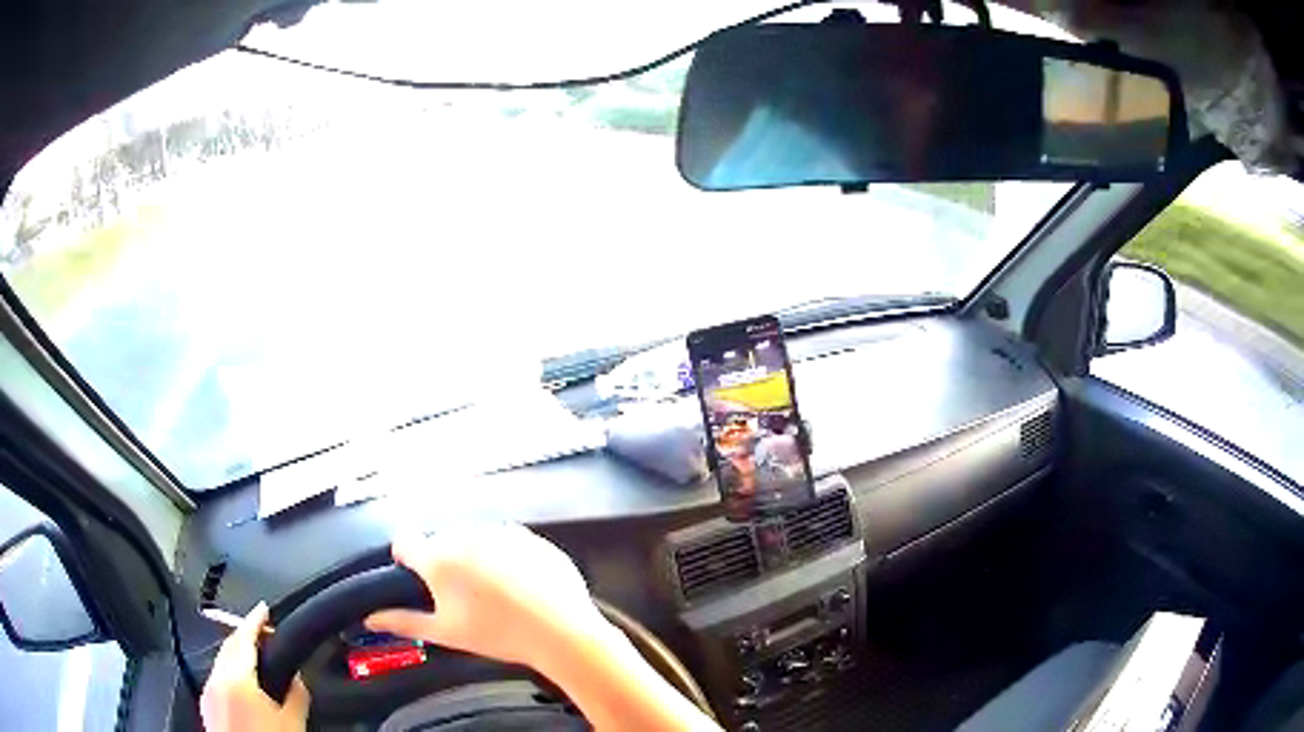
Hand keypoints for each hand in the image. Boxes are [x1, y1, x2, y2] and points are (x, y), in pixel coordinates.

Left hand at [200, 602, 309, 731]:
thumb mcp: (292, 723)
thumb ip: (296, 694)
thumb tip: (297, 678)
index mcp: (237, 677)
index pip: (244, 637)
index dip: (255, 619)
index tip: (264, 608)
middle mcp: (216, 678)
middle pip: (228, 645)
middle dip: (245, 635)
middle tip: (264, 634)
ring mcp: (207, 692)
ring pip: (220, 661)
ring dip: (237, 654)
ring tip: (255, 659)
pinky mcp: (206, 706)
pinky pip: (216, 678)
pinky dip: (229, 672)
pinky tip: (242, 686)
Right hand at [365, 523, 606, 668]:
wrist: (560, 631)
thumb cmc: (499, 635)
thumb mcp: (445, 633)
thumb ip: (403, 622)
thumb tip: (371, 619)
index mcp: (439, 558)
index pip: (405, 542)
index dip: (406, 557)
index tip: (413, 571)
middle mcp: (465, 536)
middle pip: (441, 541)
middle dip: (444, 560)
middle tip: (460, 593)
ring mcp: (500, 532)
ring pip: (474, 538)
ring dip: (475, 555)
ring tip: (493, 591)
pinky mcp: (529, 536)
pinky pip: (507, 540)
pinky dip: (506, 556)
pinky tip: (518, 583)